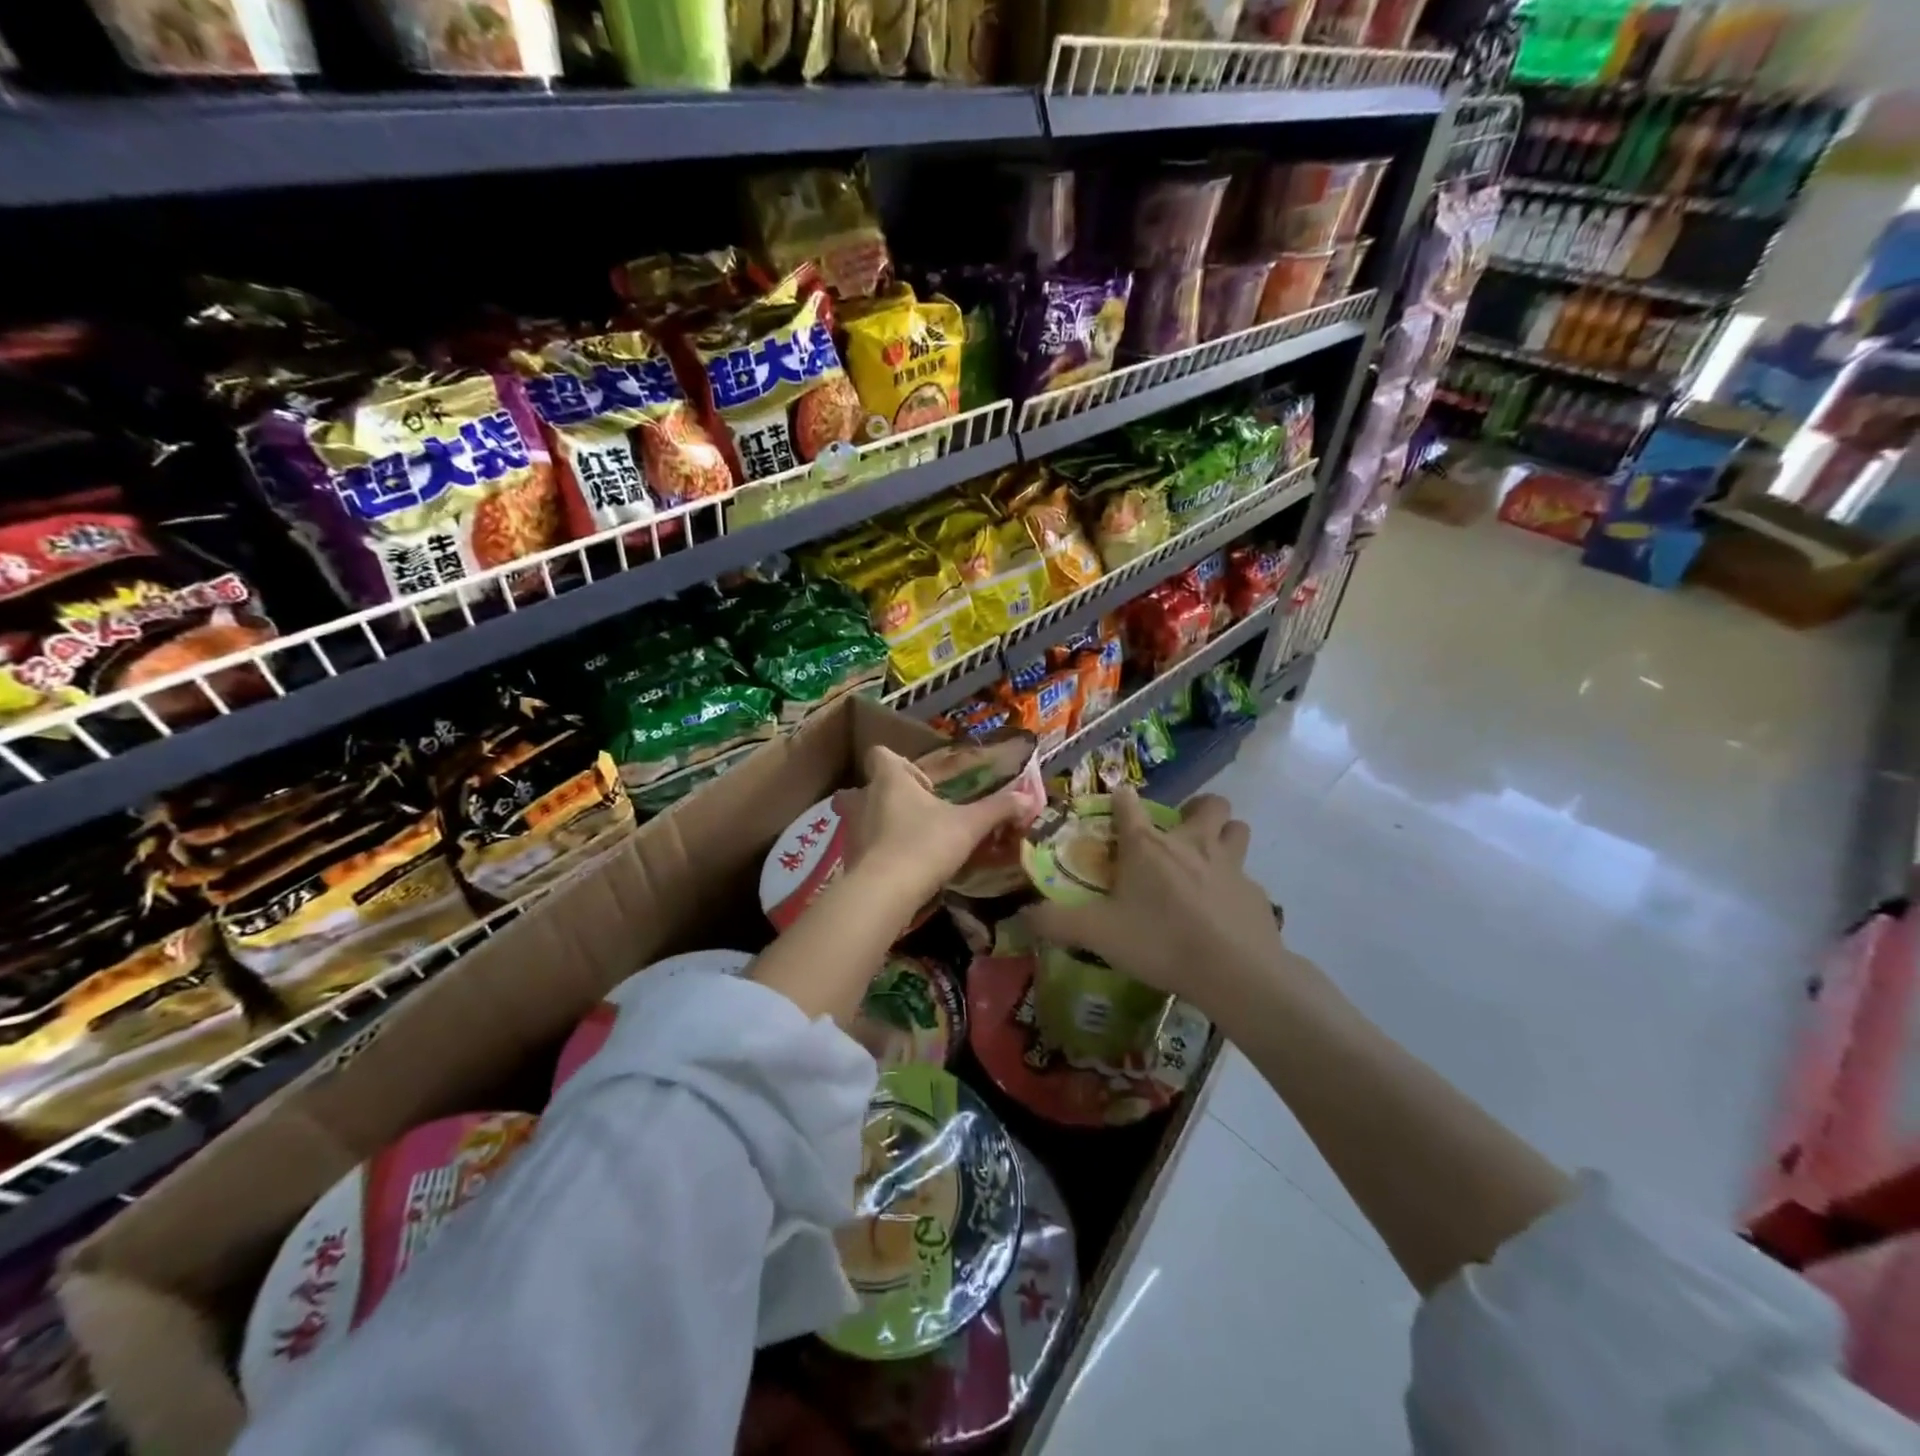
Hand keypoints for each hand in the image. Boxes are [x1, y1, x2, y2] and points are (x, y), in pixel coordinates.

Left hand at [842, 746, 1025, 907]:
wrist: (884, 892)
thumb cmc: (925, 844)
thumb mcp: (969, 825)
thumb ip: (997, 809)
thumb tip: (1028, 798)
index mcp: (890, 779)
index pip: (881, 753)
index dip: (899, 762)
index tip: (922, 781)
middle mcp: (864, 798)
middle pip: (870, 786)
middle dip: (890, 795)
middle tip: (917, 811)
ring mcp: (852, 829)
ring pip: (864, 816)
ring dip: (882, 823)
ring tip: (911, 840)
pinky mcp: (849, 858)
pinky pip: (863, 845)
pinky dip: (878, 851)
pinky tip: (900, 867)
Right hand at [1024, 785, 1288, 1016]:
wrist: (1234, 971)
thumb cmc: (1160, 941)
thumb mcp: (1098, 934)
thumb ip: (1056, 922)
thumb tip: (1021, 915)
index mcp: (1148, 846)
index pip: (1130, 804)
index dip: (1122, 798)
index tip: (1119, 801)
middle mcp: (1191, 844)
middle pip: (1208, 804)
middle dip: (1197, 809)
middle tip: (1182, 832)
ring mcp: (1230, 865)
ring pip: (1238, 829)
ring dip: (1226, 835)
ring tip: (1211, 857)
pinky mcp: (1257, 893)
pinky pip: (1248, 877)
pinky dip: (1237, 886)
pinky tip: (1226, 910)